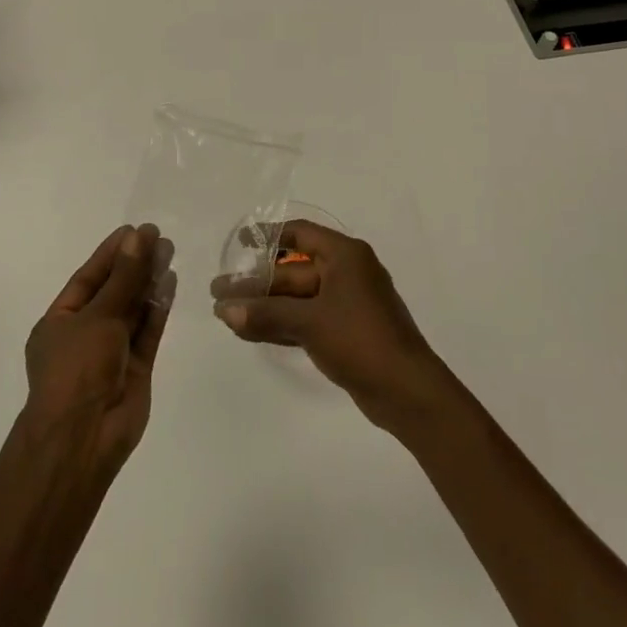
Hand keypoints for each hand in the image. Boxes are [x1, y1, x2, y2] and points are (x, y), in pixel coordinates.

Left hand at [23, 224, 175, 471]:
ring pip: (133, 309)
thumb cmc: (77, 369)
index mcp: (61, 321)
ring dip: (149, 281)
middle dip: (134, 264)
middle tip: (159, 237)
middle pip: (113, 291)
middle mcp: (85, 333)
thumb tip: (139, 237)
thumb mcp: (98, 316)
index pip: (88, 278)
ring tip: (169, 251)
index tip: (135, 230)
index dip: (111, 253)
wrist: (83, 439)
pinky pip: (148, 330)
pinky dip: (159, 308)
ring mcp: (111, 351)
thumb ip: (124, 278)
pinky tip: (171, 282)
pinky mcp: (136, 367)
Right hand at [211, 220, 450, 431]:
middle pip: (293, 270)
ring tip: (225, 314)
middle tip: (219, 292)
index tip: (239, 244)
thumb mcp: (310, 322)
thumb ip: (266, 314)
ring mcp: (346, 304)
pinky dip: (280, 323)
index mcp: (345, 255)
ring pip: (296, 298)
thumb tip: (224, 310)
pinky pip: (305, 319)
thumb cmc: (360, 339)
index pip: (299, 235)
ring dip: (264, 306)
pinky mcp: (344, 332)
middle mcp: (346, 272)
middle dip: (256, 282)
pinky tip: (249, 331)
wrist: (407, 391)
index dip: (267, 236)